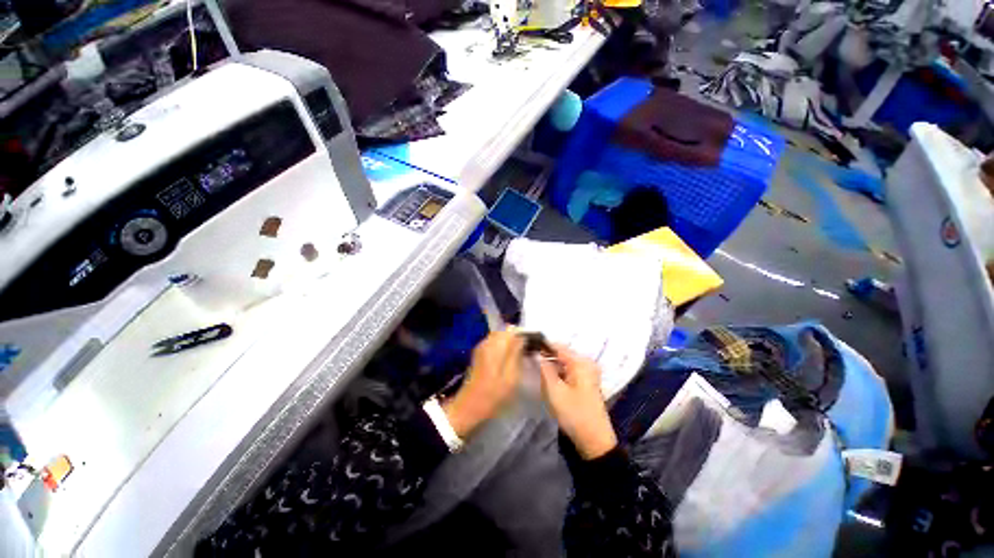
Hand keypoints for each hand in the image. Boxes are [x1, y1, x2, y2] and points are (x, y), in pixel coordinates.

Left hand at [442, 331, 524, 437]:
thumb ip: (516, 354)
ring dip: (509, 342)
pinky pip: (494, 342)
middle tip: (525, 350)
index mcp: (495, 346)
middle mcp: (487, 341)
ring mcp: (481, 346)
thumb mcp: (512, 376)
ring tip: (518, 354)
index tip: (531, 343)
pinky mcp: (479, 351)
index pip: (512, 330)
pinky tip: (507, 358)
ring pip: (499, 336)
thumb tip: (522, 338)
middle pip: (505, 331)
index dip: (523, 334)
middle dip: (516, 337)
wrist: (470, 404)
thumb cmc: (494, 393)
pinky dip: (502, 346)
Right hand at [538, 345, 617, 459]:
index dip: (541, 346)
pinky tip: (549, 385)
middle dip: (545, 359)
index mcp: (580, 362)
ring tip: (537, 375)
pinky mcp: (584, 382)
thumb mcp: (555, 391)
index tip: (526, 348)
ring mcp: (586, 373)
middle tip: (529, 364)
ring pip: (562, 364)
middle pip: (560, 355)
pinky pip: (566, 372)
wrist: (594, 441)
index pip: (557, 346)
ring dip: (550, 369)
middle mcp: (585, 363)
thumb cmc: (574, 414)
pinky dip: (557, 376)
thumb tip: (536, 353)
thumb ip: (544, 369)